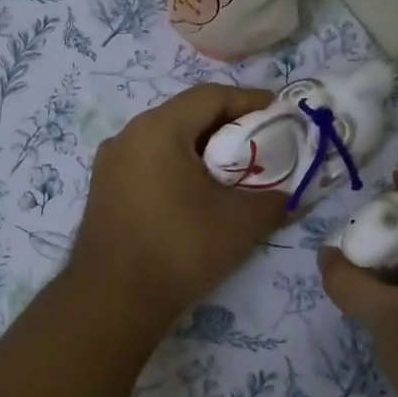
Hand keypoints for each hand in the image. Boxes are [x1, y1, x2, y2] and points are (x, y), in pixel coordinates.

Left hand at [69, 84, 287, 326]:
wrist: (113, 300)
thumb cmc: (179, 248)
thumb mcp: (240, 222)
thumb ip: (274, 200)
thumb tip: (292, 196)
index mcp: (158, 129)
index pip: (211, 96)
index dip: (250, 101)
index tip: (280, 114)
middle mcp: (128, 136)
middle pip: (186, 115)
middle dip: (228, 126)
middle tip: (262, 143)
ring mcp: (110, 163)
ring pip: (166, 140)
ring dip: (203, 149)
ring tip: (234, 170)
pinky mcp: (104, 190)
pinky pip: (149, 163)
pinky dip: (179, 167)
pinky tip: (199, 193)